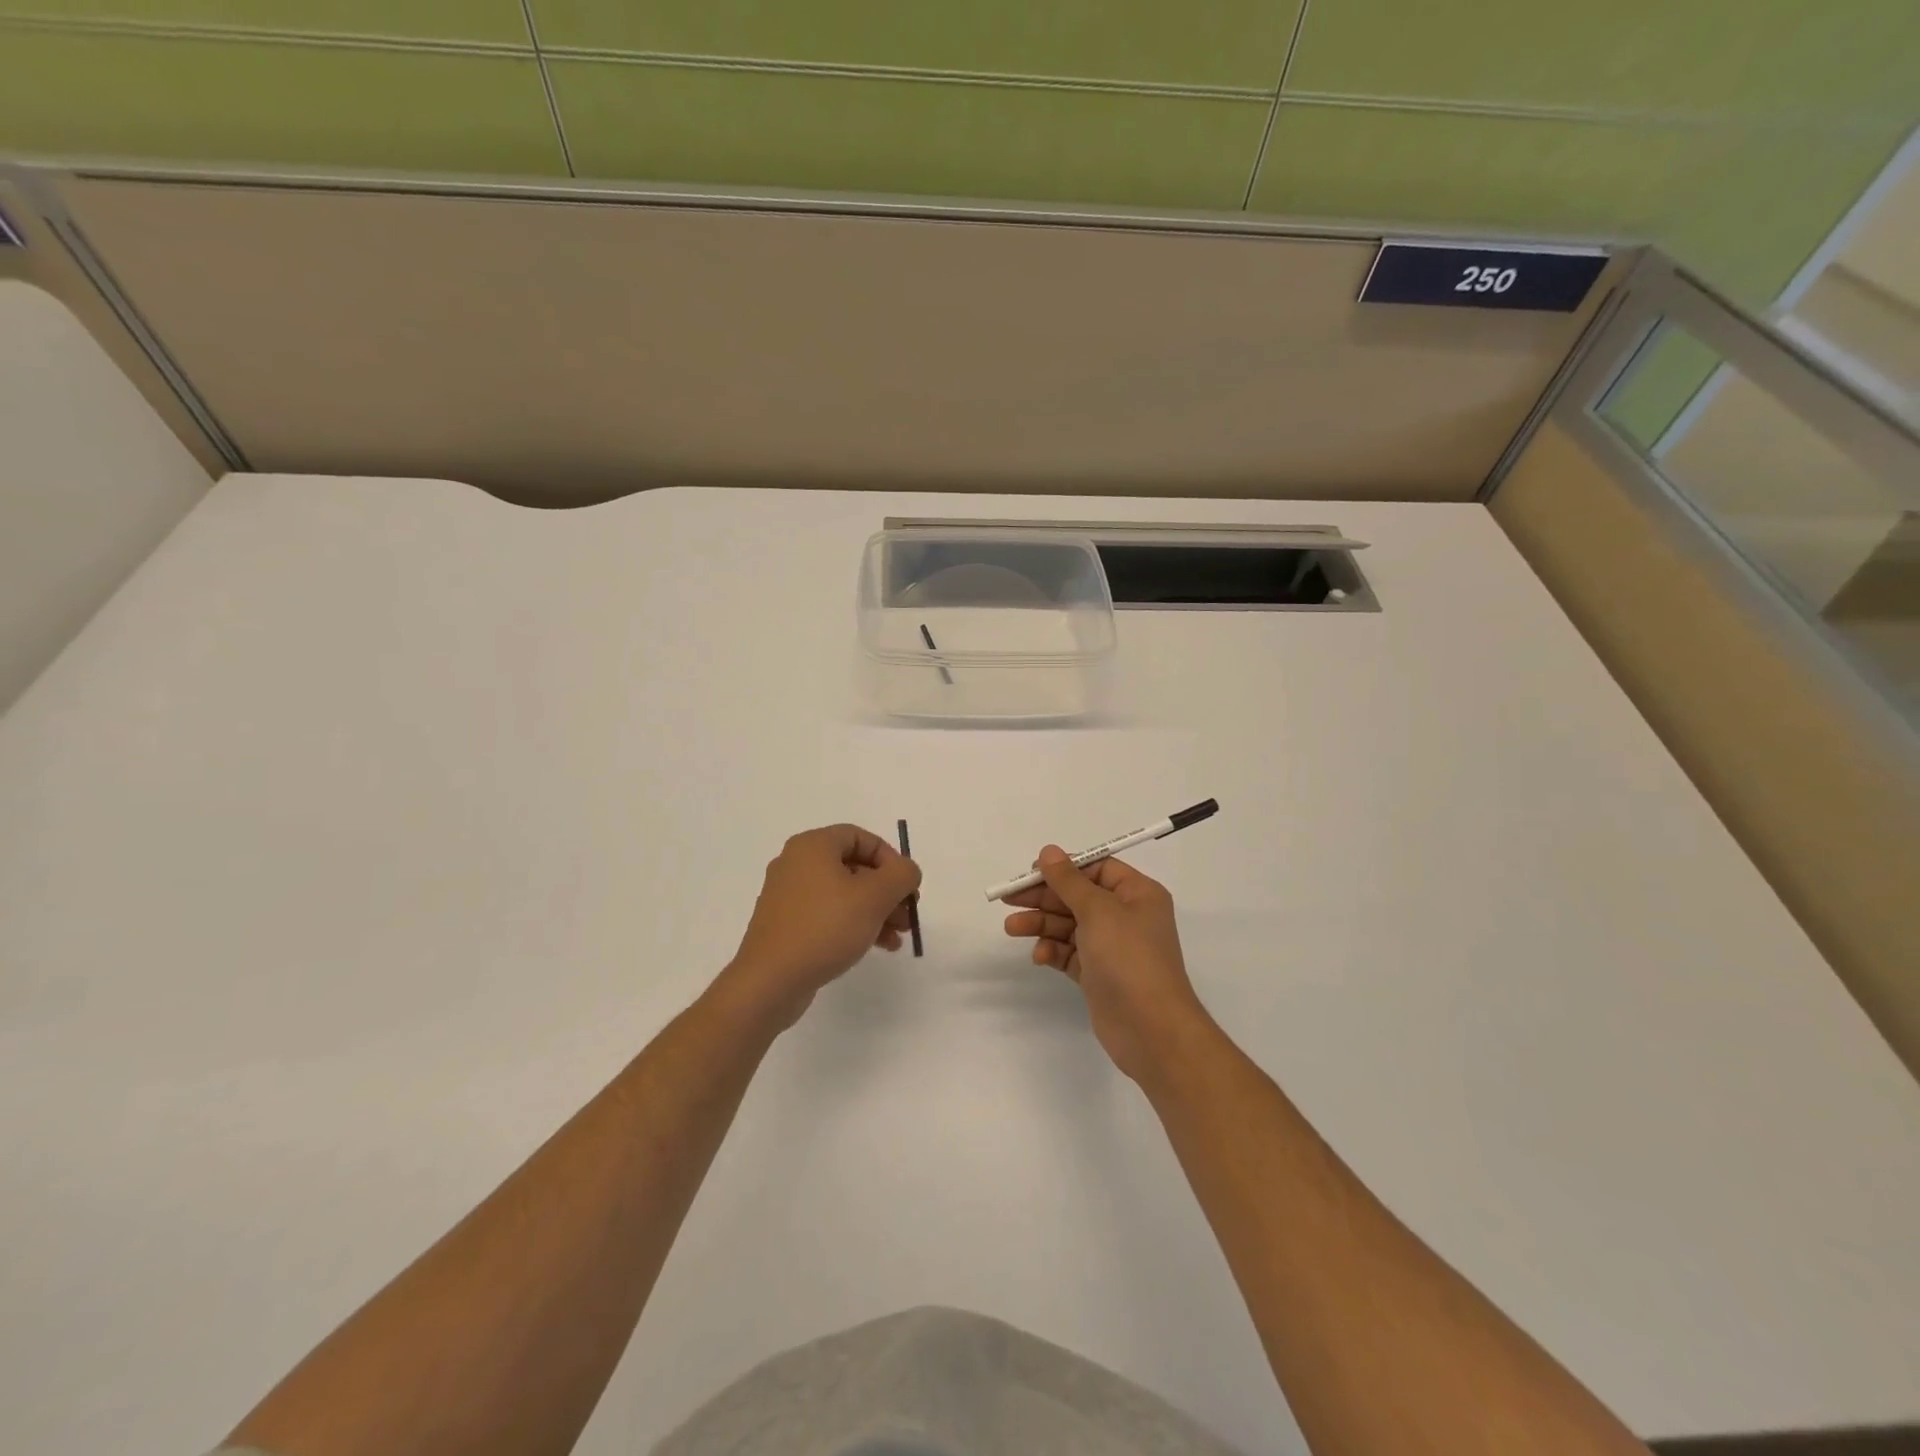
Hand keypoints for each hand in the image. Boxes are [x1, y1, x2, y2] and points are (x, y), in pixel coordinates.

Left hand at [720, 824, 922, 1032]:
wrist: (770, 981)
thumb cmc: (825, 927)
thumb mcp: (875, 897)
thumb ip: (901, 875)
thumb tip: (907, 871)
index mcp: (812, 846)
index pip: (861, 838)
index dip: (891, 858)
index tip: (907, 886)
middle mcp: (796, 864)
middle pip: (854, 867)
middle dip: (887, 890)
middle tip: (908, 914)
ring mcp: (788, 896)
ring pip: (843, 894)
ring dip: (876, 911)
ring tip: (898, 936)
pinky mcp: (786, 925)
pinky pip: (828, 914)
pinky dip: (854, 924)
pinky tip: (877, 946)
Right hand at [1003, 847, 1211, 1081]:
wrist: (1151, 1029)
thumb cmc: (1128, 957)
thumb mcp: (1097, 910)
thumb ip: (1068, 880)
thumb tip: (1049, 851)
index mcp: (1137, 894)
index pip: (1097, 869)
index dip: (1064, 868)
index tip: (1031, 872)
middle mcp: (1127, 916)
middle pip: (1078, 897)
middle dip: (1044, 898)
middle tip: (1008, 899)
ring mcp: (1113, 947)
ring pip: (1070, 926)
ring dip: (1042, 924)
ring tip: (1011, 928)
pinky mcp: (1099, 974)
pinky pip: (1070, 953)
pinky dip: (1053, 951)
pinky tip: (1039, 956)